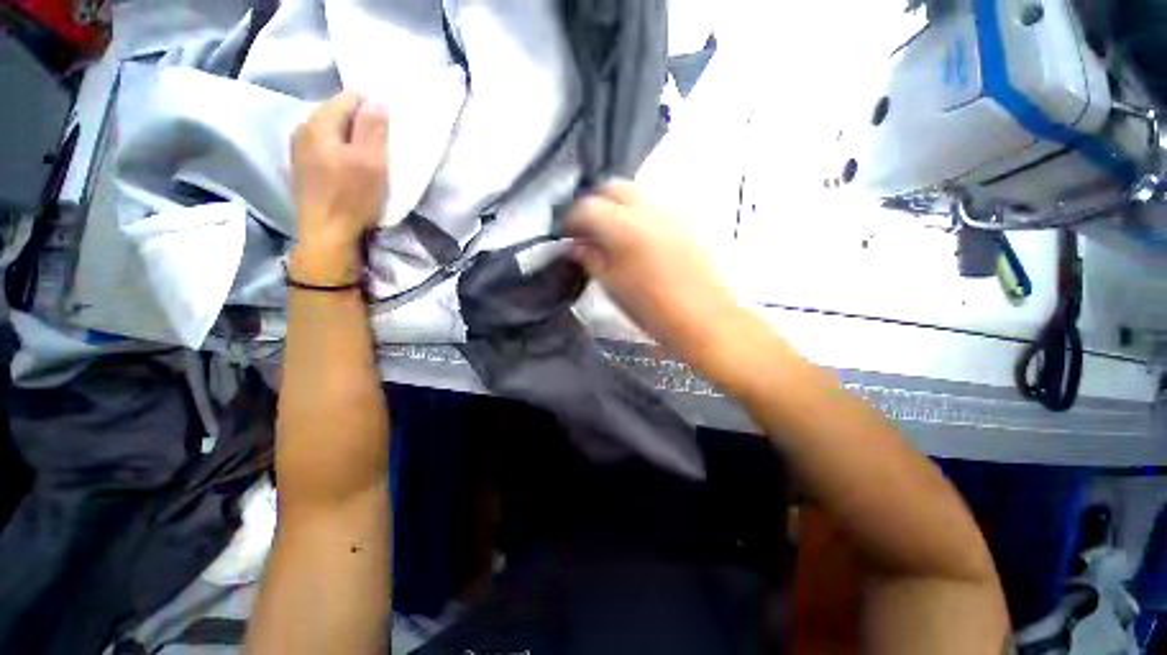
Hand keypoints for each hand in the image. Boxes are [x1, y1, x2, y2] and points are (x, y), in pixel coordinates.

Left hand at [288, 91, 388, 284]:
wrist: (326, 235)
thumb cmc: (352, 197)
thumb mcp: (371, 162)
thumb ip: (372, 127)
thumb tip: (376, 101)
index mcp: (319, 123)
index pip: (349, 98)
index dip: (372, 109)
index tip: (387, 131)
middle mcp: (302, 129)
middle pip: (336, 113)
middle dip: (359, 124)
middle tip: (380, 147)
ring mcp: (298, 149)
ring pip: (329, 132)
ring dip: (349, 139)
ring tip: (366, 159)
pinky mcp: (301, 168)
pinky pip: (322, 147)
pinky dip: (338, 152)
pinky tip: (348, 170)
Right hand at [565, 180, 738, 355]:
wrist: (703, 318)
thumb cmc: (652, 308)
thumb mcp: (612, 286)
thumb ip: (591, 258)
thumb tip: (575, 245)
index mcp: (624, 227)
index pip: (587, 207)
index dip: (572, 219)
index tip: (568, 234)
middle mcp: (648, 209)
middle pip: (613, 188)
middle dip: (595, 204)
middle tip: (588, 229)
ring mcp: (671, 211)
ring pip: (636, 193)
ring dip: (617, 206)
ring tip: (612, 233)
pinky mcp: (687, 219)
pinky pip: (655, 205)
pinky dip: (638, 213)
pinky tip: (638, 237)